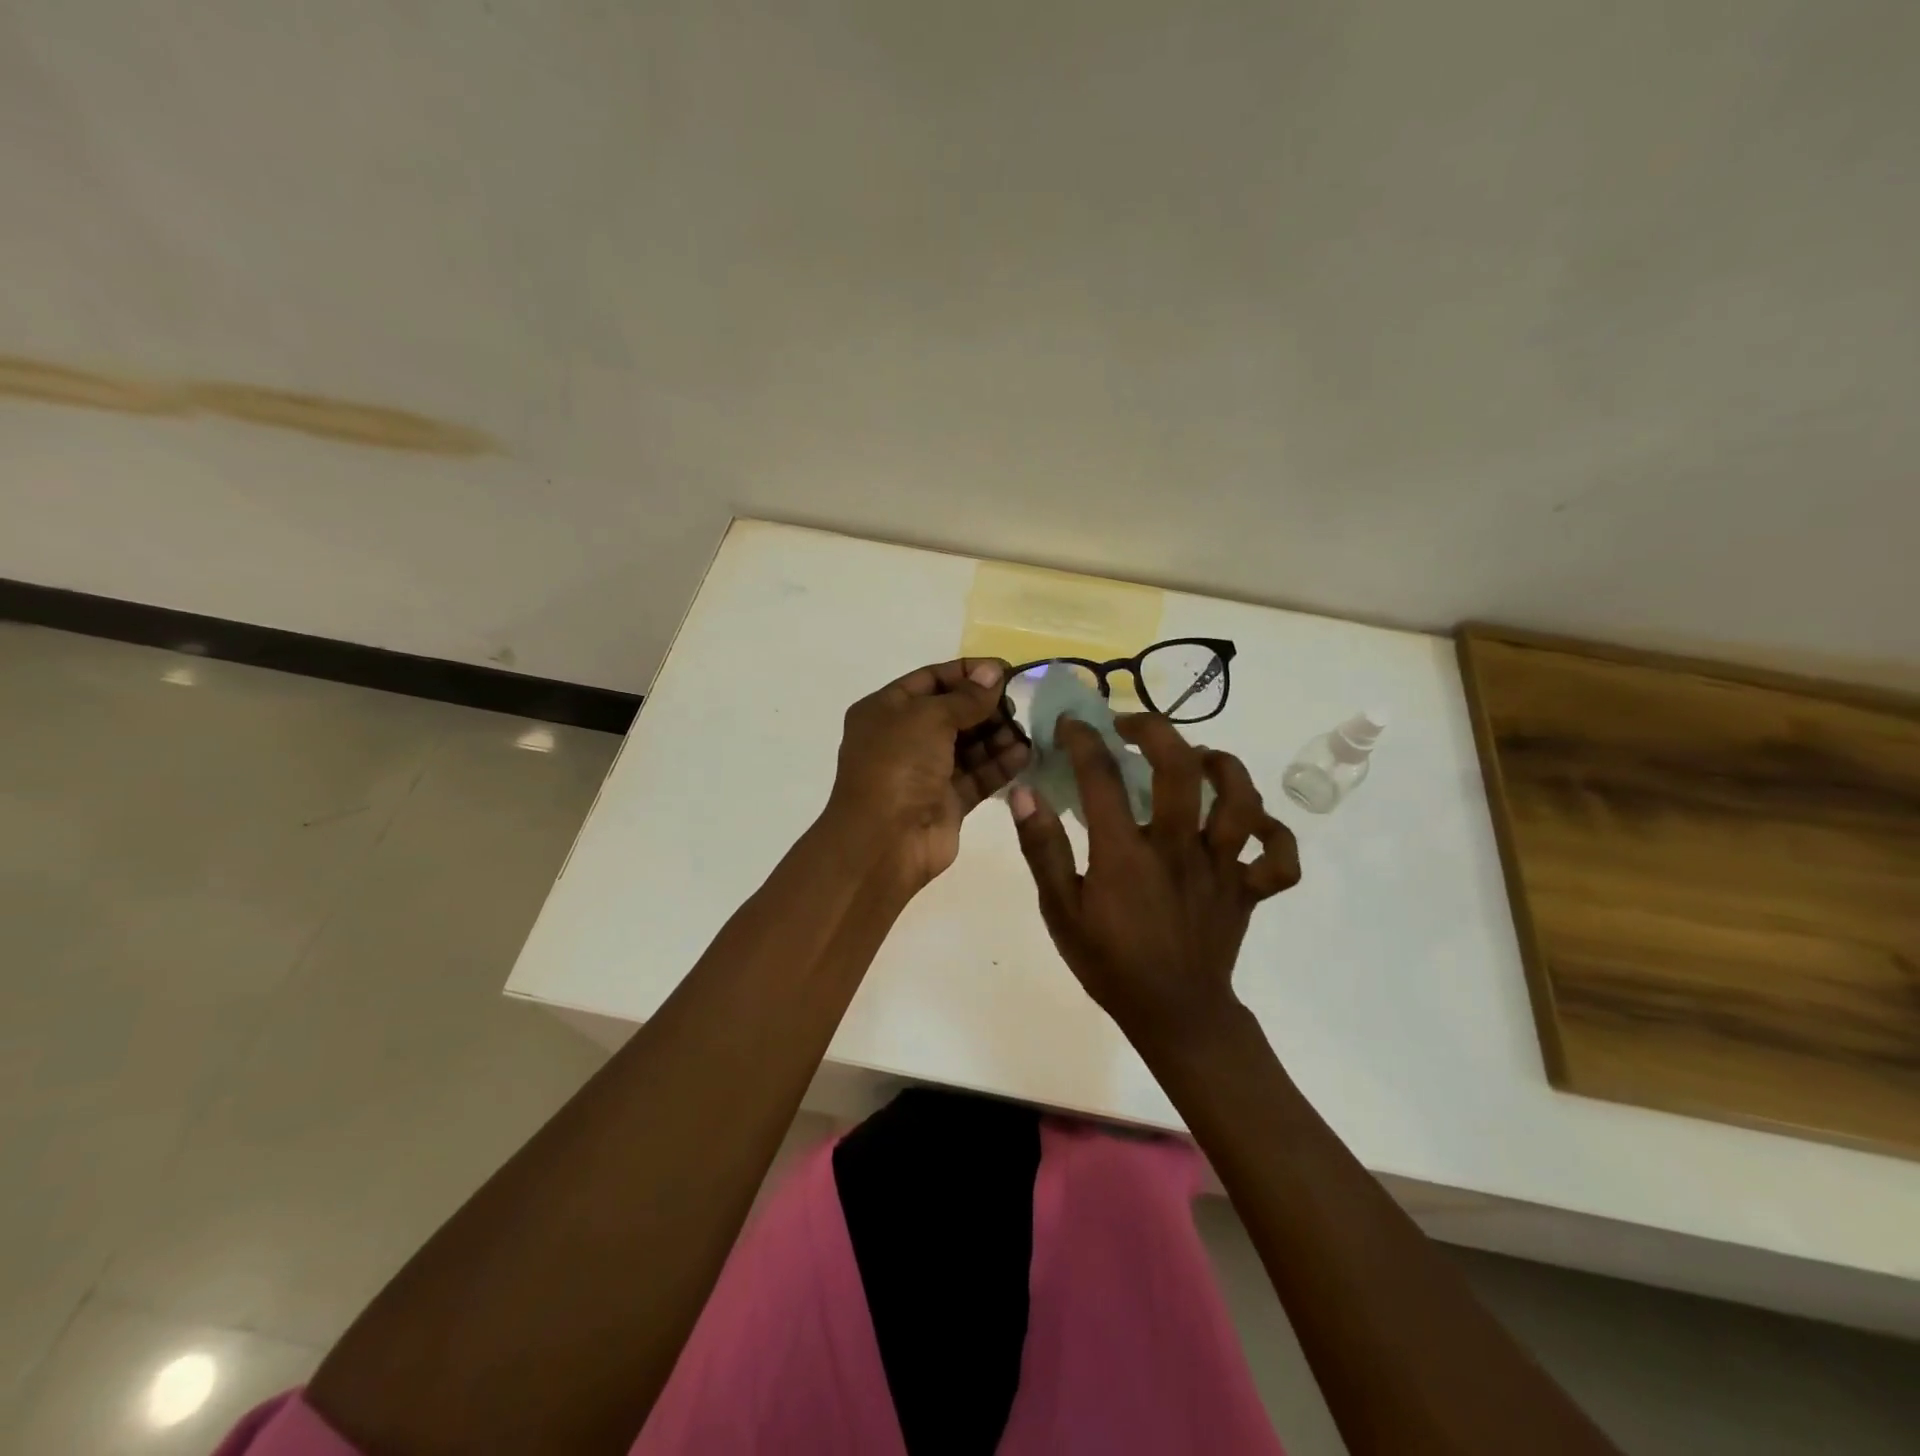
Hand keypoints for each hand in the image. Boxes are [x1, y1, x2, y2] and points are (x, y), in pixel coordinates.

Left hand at [826, 658, 1029, 890]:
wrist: (884, 840)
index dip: (967, 673)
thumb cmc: (898, 765)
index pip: (931, 680)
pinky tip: (1024, 754)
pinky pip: (978, 775)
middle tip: (1016, 704)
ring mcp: (926, 772)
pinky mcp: (947, 801)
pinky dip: (1000, 764)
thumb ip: (966, 696)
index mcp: (886, 710)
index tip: (1005, 671)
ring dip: (997, 735)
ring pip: (968, 745)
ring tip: (1024, 731)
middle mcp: (904, 738)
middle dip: (985, 706)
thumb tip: (994, 672)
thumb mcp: (929, 717)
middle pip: (953, 712)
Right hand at [1009, 714, 1298, 1049]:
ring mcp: (1222, 868)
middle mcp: (1179, 849)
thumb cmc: (1109, 963)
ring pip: (1242, 800)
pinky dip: (1274, 833)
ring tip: (1198, 757)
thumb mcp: (1059, 911)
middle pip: (1181, 769)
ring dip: (1222, 766)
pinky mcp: (1249, 890)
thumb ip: (1042, 849)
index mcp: (1126, 855)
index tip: (1072, 723)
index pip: (1102, 778)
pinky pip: (1279, 857)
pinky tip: (1250, 821)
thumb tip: (1025, 794)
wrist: (1173, 1016)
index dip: (1084, 740)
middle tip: (1132, 725)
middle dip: (1155, 730)